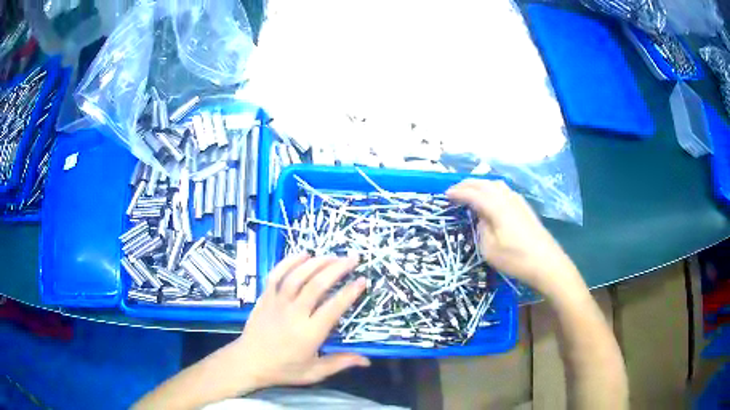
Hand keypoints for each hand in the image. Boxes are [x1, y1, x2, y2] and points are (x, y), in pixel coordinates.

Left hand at [231, 254, 369, 391]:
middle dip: (337, 269)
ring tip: (333, 255)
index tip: (362, 280)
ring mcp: (277, 303)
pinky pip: (276, 275)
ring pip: (297, 276)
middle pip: (316, 285)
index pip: (333, 307)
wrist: (248, 362)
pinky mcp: (265, 297)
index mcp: (309, 333)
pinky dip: (289, 261)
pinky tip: (303, 254)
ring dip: (316, 263)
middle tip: (352, 259)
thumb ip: (340, 363)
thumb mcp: (314, 372)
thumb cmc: (283, 369)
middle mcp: (294, 314)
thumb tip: (367, 360)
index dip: (349, 292)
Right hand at [447, 179, 581, 294]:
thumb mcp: (490, 249)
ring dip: (481, 184)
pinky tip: (491, 198)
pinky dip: (492, 189)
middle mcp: (507, 198)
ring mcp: (518, 201)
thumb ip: (481, 228)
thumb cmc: (516, 259)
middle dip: (468, 184)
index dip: (458, 192)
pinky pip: (505, 190)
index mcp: (496, 207)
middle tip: (454, 190)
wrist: (547, 263)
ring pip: (496, 184)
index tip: (445, 195)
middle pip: (485, 183)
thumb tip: (481, 217)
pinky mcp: (525, 208)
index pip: (473, 193)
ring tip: (470, 191)